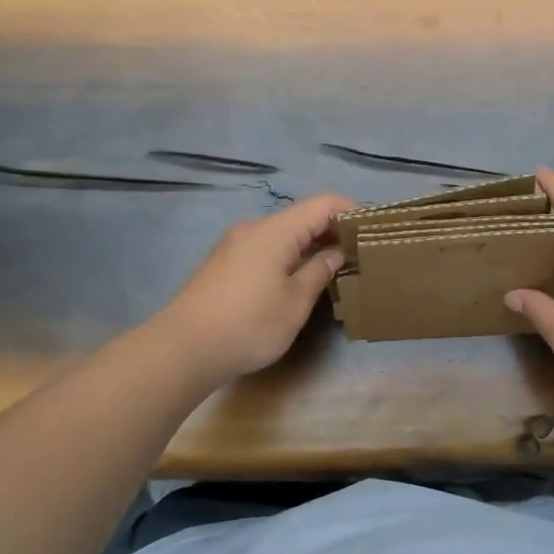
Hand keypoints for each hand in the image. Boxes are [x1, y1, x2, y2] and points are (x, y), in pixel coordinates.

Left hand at [152, 193, 355, 386]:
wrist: (182, 349)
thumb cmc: (248, 324)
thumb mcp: (295, 303)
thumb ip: (319, 272)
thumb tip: (334, 254)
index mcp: (276, 231)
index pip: (323, 204)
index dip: (351, 211)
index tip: (372, 231)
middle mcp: (254, 228)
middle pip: (302, 217)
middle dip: (332, 231)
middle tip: (358, 254)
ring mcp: (235, 245)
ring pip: (283, 234)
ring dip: (309, 245)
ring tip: (332, 270)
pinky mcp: (223, 263)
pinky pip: (265, 248)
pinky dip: (288, 255)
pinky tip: (296, 280)